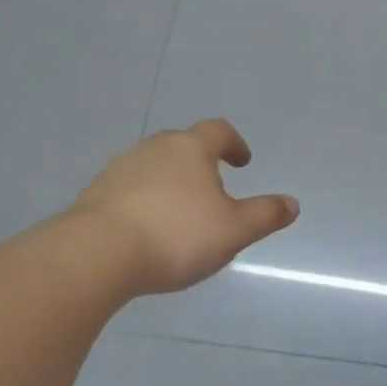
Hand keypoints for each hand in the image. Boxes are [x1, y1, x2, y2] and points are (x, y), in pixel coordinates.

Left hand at [68, 120, 298, 295]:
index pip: (218, 131)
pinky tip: (146, 230)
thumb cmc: (176, 235)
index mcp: (191, 149)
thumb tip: (292, 204)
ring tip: (179, 214)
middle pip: (182, 145)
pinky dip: (143, 202)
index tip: (242, 162)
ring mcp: (119, 169)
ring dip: (169, 182)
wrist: (96, 254)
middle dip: (200, 162)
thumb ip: (265, 215)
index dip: (234, 143)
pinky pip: (128, 190)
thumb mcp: (234, 231)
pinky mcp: (94, 194)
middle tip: (212, 188)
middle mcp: (154, 148)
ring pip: (153, 166)